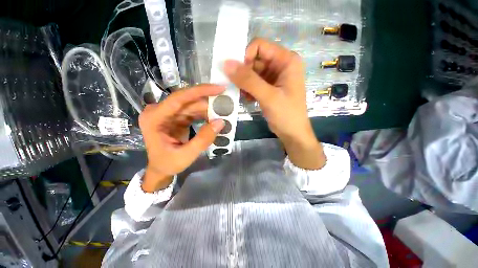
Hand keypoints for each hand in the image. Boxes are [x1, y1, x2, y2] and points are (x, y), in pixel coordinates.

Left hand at [138, 85, 224, 191]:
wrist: (161, 169)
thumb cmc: (168, 164)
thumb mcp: (186, 155)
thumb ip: (203, 139)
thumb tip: (220, 122)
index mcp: (154, 118)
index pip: (178, 98)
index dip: (199, 91)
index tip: (219, 88)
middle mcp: (159, 111)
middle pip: (187, 101)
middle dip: (208, 102)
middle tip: (226, 103)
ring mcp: (168, 114)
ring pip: (192, 105)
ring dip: (208, 109)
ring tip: (223, 113)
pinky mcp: (176, 117)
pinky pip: (193, 112)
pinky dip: (205, 114)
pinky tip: (214, 118)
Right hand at [224, 38, 324, 169]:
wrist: (292, 133)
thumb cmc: (286, 115)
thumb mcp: (268, 96)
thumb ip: (248, 80)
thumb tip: (226, 64)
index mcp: (286, 60)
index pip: (260, 46)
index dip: (245, 56)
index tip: (236, 73)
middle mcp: (281, 65)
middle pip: (255, 59)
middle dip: (243, 72)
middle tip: (236, 86)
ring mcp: (274, 77)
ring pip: (252, 72)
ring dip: (244, 82)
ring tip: (243, 94)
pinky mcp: (269, 87)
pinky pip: (254, 82)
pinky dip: (248, 89)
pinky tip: (247, 98)